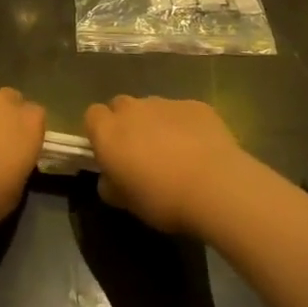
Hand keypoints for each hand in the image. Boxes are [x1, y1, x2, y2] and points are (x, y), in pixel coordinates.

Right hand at [85, 95, 250, 236]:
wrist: (215, 186)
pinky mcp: (195, 105)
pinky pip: (182, 112)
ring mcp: (165, 103)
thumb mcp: (127, 203)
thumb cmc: (162, 199)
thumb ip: (111, 186)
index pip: (92, 116)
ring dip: (156, 124)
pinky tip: (200, 149)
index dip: (99, 132)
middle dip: (127, 123)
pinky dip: (185, 125)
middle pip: (121, 106)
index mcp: (109, 132)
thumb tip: (109, 178)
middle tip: (141, 152)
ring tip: (175, 152)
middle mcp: (133, 109)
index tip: (111, 153)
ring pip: (153, 108)